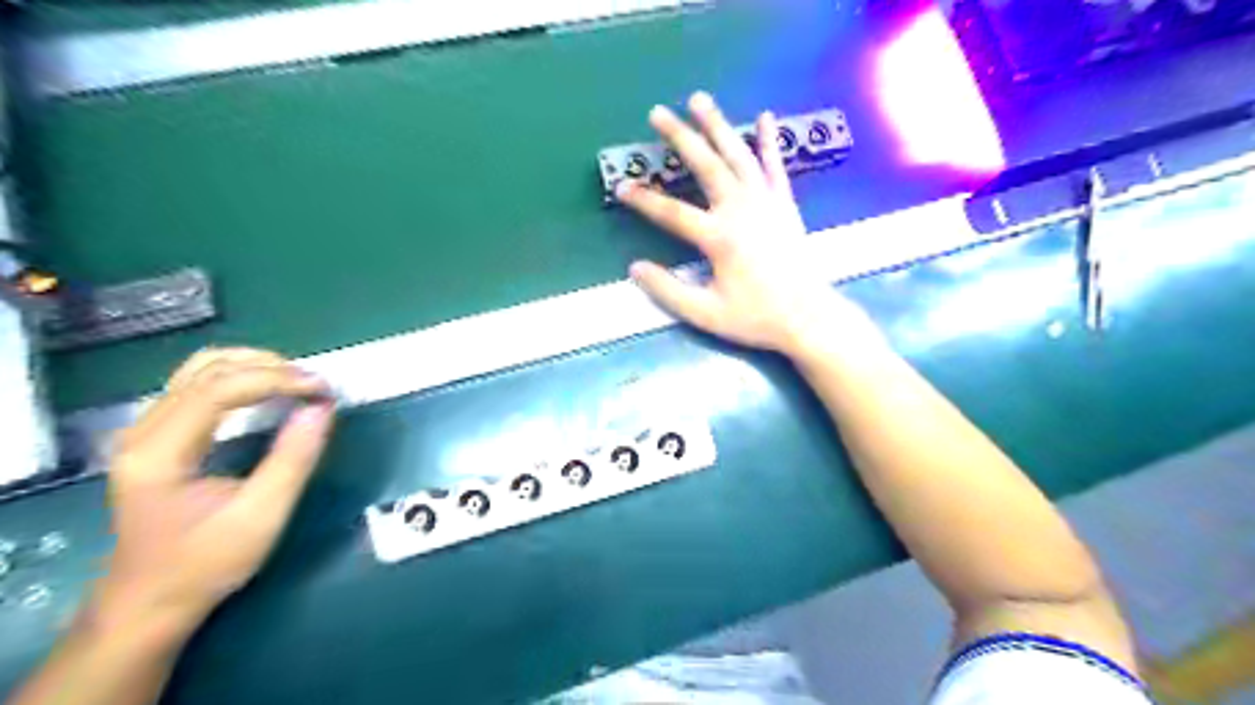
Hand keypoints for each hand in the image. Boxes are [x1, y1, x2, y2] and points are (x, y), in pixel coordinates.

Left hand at [94, 350, 335, 640]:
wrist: (148, 603)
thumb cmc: (205, 564)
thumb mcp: (261, 516)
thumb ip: (293, 458)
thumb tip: (321, 408)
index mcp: (159, 453)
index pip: (218, 389)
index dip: (277, 380)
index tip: (323, 390)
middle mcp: (142, 431)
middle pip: (208, 370)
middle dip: (271, 369)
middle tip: (318, 387)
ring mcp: (145, 431)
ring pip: (201, 370)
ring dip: (256, 367)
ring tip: (298, 383)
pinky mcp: (157, 436)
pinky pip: (198, 385)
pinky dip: (241, 378)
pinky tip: (269, 391)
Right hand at [617, 90, 875, 358]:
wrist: (808, 317)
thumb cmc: (756, 317)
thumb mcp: (706, 313)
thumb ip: (668, 290)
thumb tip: (635, 268)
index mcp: (719, 237)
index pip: (672, 212)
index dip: (643, 200)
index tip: (621, 187)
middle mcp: (742, 210)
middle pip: (706, 165)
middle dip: (680, 137)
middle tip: (657, 112)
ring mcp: (766, 202)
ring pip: (738, 155)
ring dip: (718, 125)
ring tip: (699, 99)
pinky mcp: (785, 204)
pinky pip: (775, 166)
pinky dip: (769, 141)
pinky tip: (765, 118)